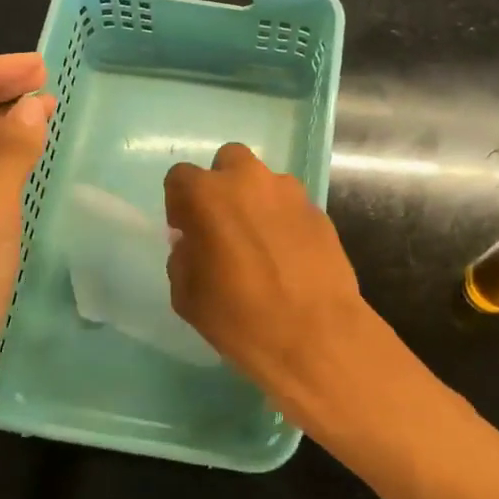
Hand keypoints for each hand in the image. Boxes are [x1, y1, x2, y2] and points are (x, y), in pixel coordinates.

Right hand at [164, 143, 405, 441]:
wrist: (316, 336)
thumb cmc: (240, 318)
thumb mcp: (187, 296)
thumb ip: (183, 258)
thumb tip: (193, 243)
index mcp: (208, 195)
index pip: (180, 178)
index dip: (179, 204)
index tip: (187, 232)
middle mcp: (249, 180)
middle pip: (229, 162)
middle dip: (222, 186)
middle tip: (224, 225)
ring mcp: (290, 193)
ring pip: (265, 182)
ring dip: (257, 202)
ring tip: (261, 244)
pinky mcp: (320, 211)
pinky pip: (292, 207)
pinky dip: (285, 222)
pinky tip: (289, 257)